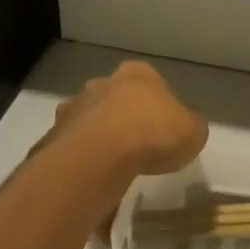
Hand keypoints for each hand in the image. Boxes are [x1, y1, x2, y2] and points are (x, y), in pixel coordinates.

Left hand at [45, 60, 208, 176]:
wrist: (103, 154)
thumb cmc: (155, 134)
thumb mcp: (194, 132)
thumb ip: (189, 126)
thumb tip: (184, 128)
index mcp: (139, 74)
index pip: (151, 81)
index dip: (158, 104)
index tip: (164, 127)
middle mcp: (103, 82)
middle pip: (116, 97)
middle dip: (124, 116)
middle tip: (138, 144)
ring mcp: (74, 106)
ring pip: (90, 119)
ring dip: (100, 135)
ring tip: (114, 164)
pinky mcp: (55, 134)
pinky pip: (73, 144)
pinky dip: (83, 157)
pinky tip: (95, 175)